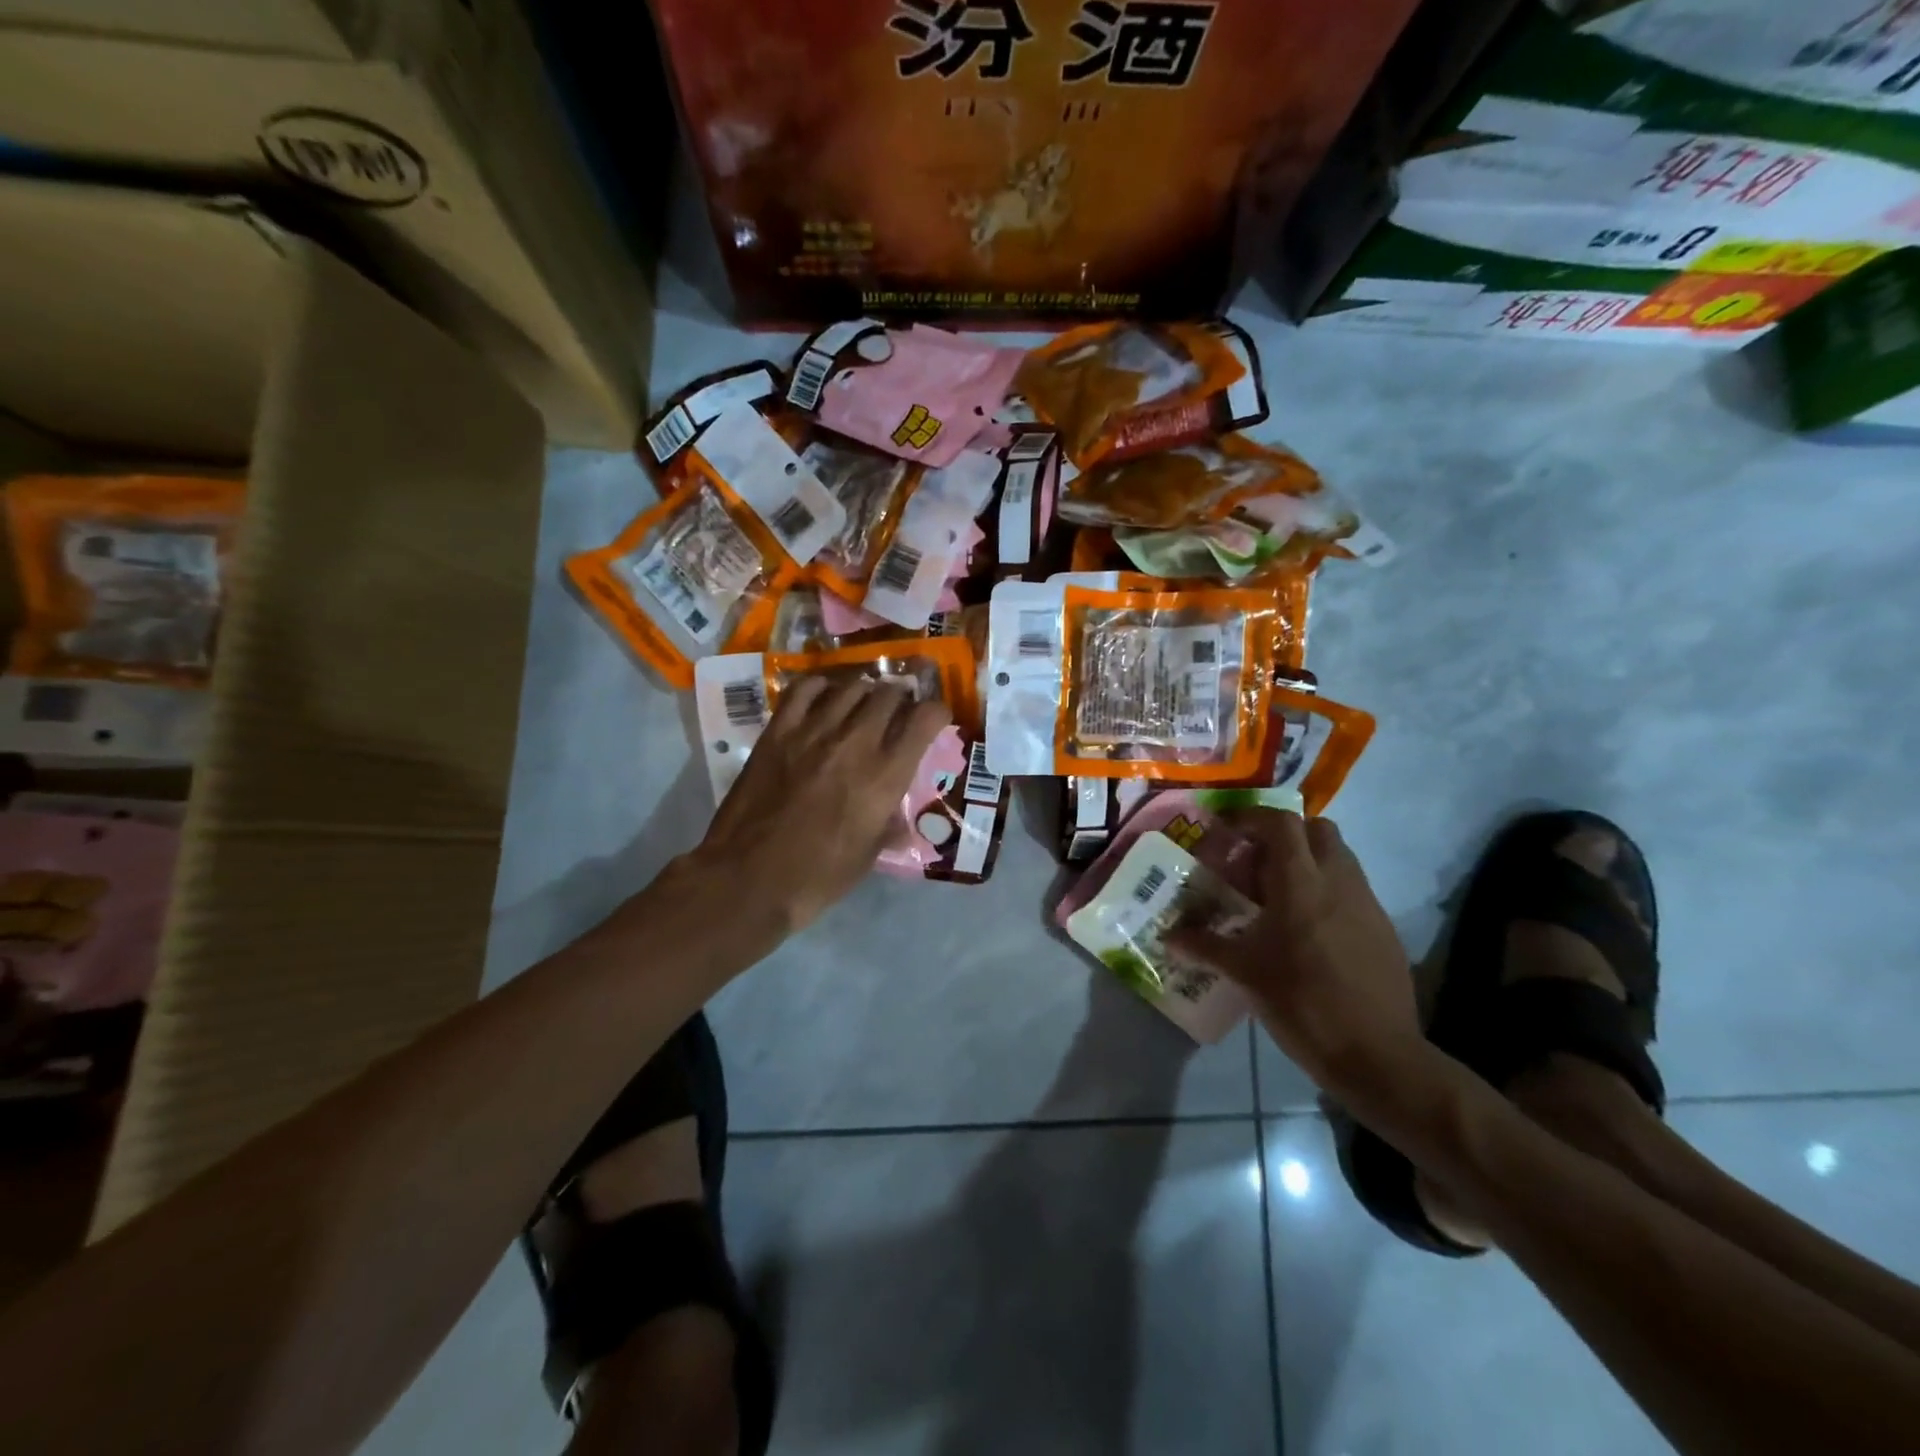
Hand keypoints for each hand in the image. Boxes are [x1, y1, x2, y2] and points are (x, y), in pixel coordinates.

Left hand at [689, 675, 951, 933]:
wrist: (748, 879)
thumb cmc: (817, 876)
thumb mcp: (867, 856)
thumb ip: (888, 828)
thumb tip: (900, 823)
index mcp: (885, 775)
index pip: (925, 719)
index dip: (937, 712)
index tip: (935, 720)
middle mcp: (856, 743)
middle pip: (889, 694)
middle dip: (900, 698)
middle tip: (898, 710)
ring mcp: (813, 732)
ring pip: (851, 687)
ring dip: (865, 692)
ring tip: (863, 703)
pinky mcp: (778, 732)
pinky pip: (804, 690)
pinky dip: (821, 687)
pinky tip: (824, 698)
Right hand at [1171, 811, 1425, 1105]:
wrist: (1376, 1055)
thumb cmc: (1301, 1003)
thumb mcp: (1244, 973)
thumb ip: (1204, 946)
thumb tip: (1168, 936)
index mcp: (1301, 883)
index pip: (1281, 822)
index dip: (1251, 818)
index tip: (1226, 833)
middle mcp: (1339, 881)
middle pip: (1316, 828)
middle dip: (1283, 834)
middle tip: (1254, 862)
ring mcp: (1367, 903)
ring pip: (1338, 857)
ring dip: (1306, 861)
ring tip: (1276, 896)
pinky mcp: (1383, 927)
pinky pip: (1351, 888)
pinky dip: (1326, 890)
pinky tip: (1306, 929)